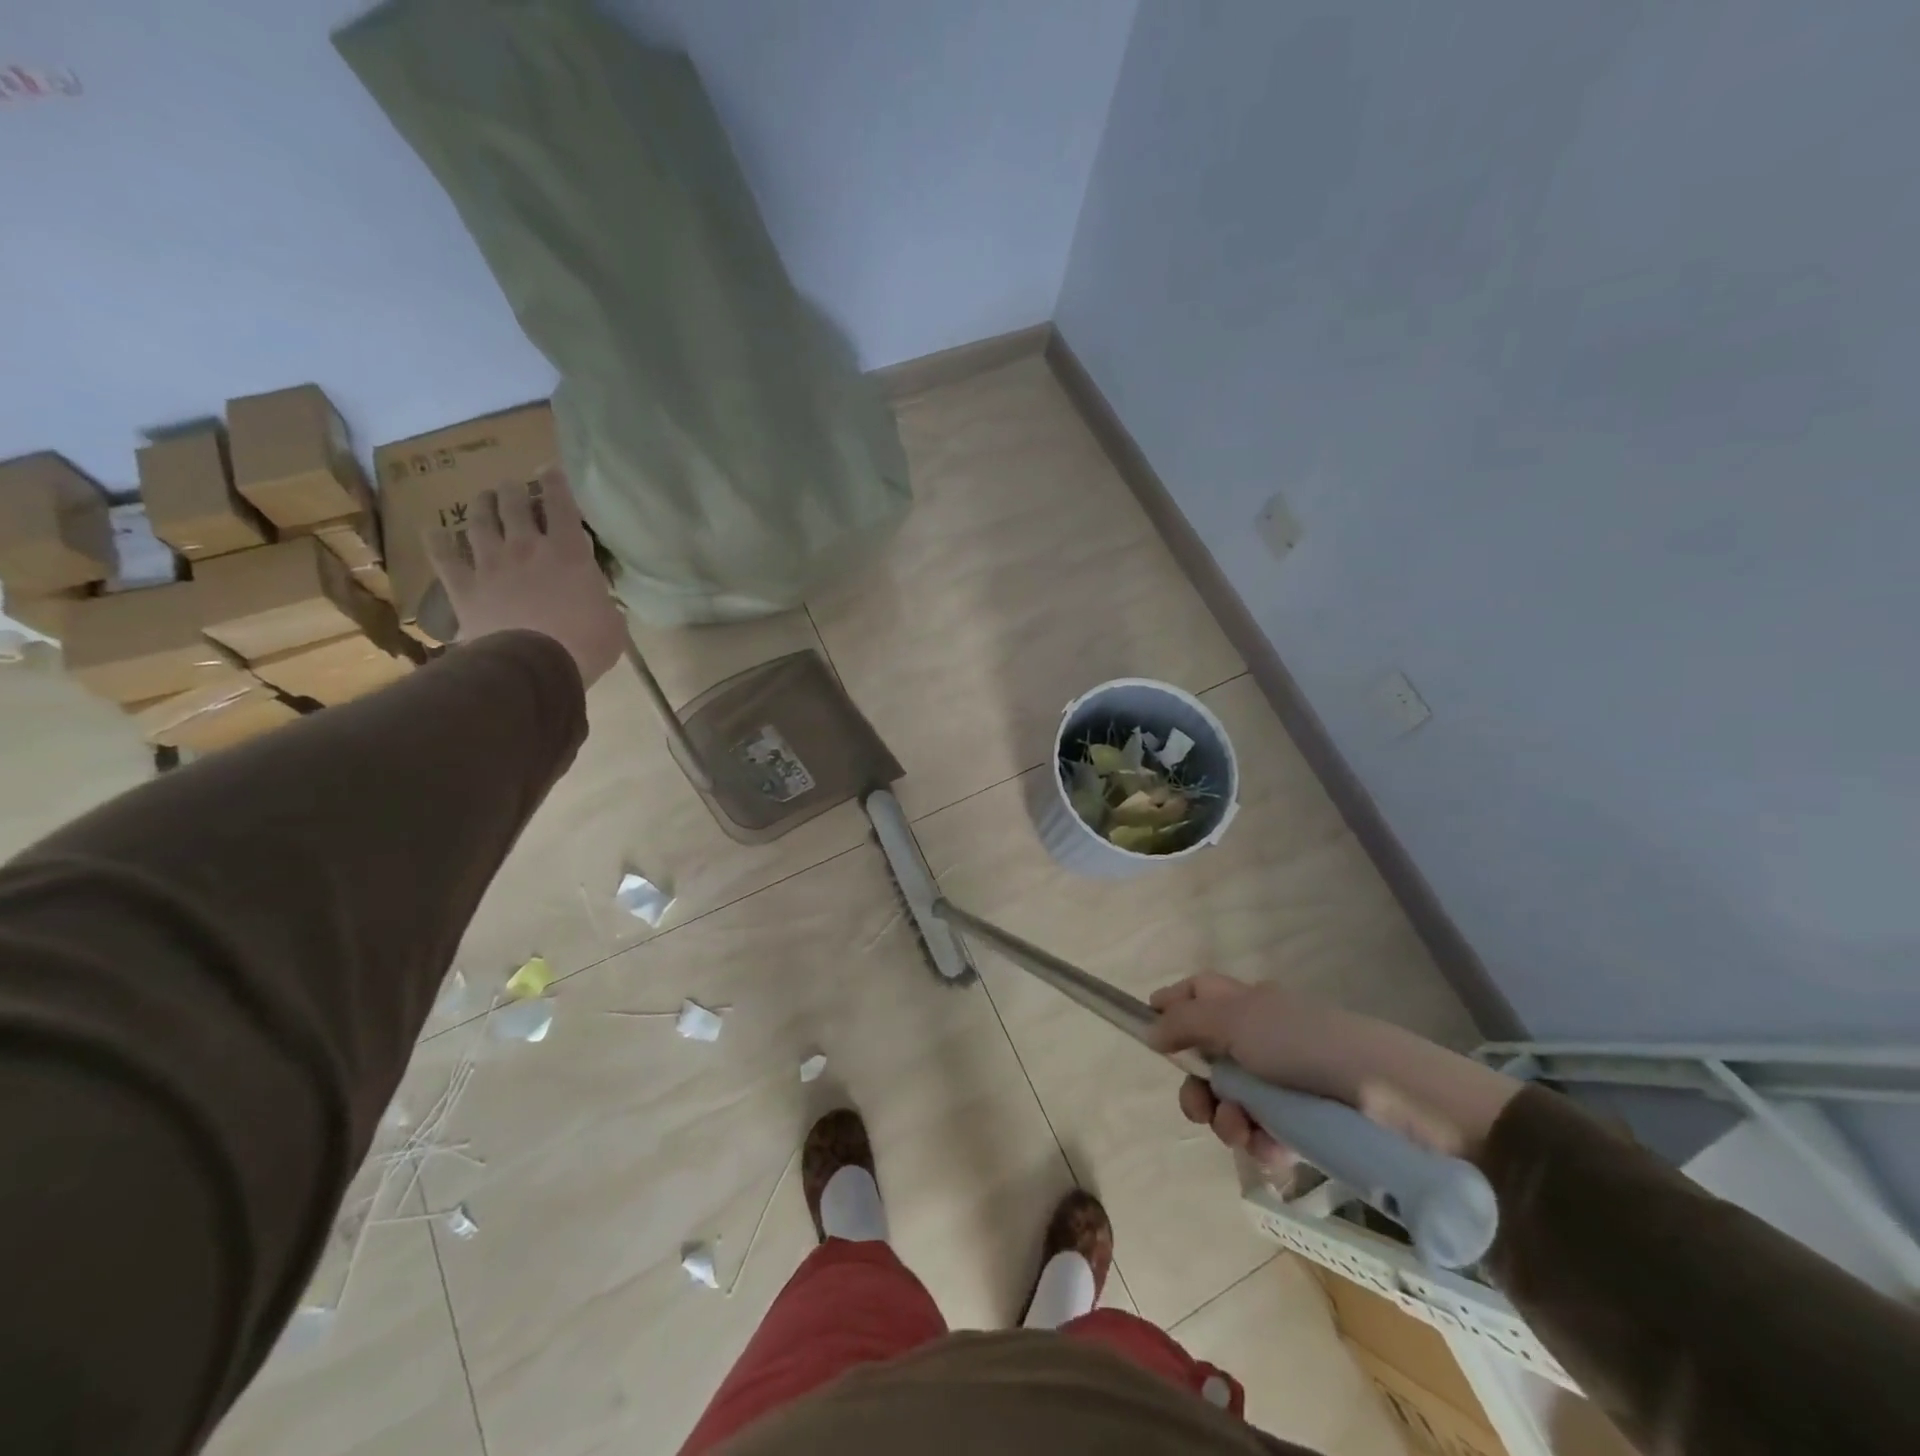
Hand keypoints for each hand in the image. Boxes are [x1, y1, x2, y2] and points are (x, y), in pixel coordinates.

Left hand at [424, 471, 625, 687]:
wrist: (534, 667)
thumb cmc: (586, 645)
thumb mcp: (612, 622)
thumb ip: (603, 601)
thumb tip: (600, 598)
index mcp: (569, 553)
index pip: (561, 505)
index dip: (555, 483)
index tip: (550, 470)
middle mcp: (527, 548)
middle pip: (515, 505)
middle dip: (514, 491)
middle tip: (513, 486)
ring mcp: (491, 565)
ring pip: (480, 522)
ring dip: (482, 506)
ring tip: (483, 498)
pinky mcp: (464, 587)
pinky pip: (444, 558)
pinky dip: (437, 542)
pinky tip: (433, 532)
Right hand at [1148, 973, 1521, 1169]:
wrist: (1390, 1095)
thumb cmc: (1305, 1043)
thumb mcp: (1235, 1019)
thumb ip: (1186, 1021)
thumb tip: (1150, 1028)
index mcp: (1248, 1004)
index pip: (1199, 993)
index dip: (1171, 1005)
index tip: (1149, 1032)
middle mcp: (1262, 1039)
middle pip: (1207, 1059)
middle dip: (1196, 1088)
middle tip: (1199, 1107)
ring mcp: (1284, 1084)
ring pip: (1231, 1103)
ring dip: (1226, 1121)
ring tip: (1243, 1132)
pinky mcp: (1305, 1126)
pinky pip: (1264, 1135)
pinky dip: (1260, 1145)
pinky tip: (1271, 1151)